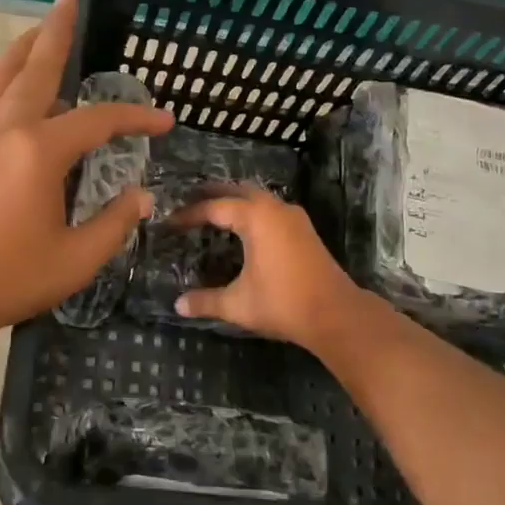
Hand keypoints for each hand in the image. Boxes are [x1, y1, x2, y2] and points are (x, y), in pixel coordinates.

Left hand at [0, 0, 172, 339]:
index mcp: (40, 151)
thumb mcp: (76, 259)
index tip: (164, 121)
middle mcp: (8, 131)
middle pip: (35, 68)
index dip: (135, 117)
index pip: (98, 120)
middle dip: (56, 32)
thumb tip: (140, 195)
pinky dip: (9, 78)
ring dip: (24, 48)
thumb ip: (114, 223)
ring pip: (3, 77)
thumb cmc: (7, 277)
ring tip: (40, 29)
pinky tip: (20, 89)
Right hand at [170, 186, 369, 351]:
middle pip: (238, 191)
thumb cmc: (283, 303)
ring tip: (212, 211)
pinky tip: (243, 228)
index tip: (169, 223)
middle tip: (188, 202)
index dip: (189, 214)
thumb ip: (206, 301)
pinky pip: (271, 209)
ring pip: (258, 197)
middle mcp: (275, 208)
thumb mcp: (238, 304)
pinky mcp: (304, 229)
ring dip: (235, 200)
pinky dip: (252, 211)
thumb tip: (177, 305)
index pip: (214, 207)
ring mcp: (293, 217)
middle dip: (212, 195)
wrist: (335, 313)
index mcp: (256, 217)